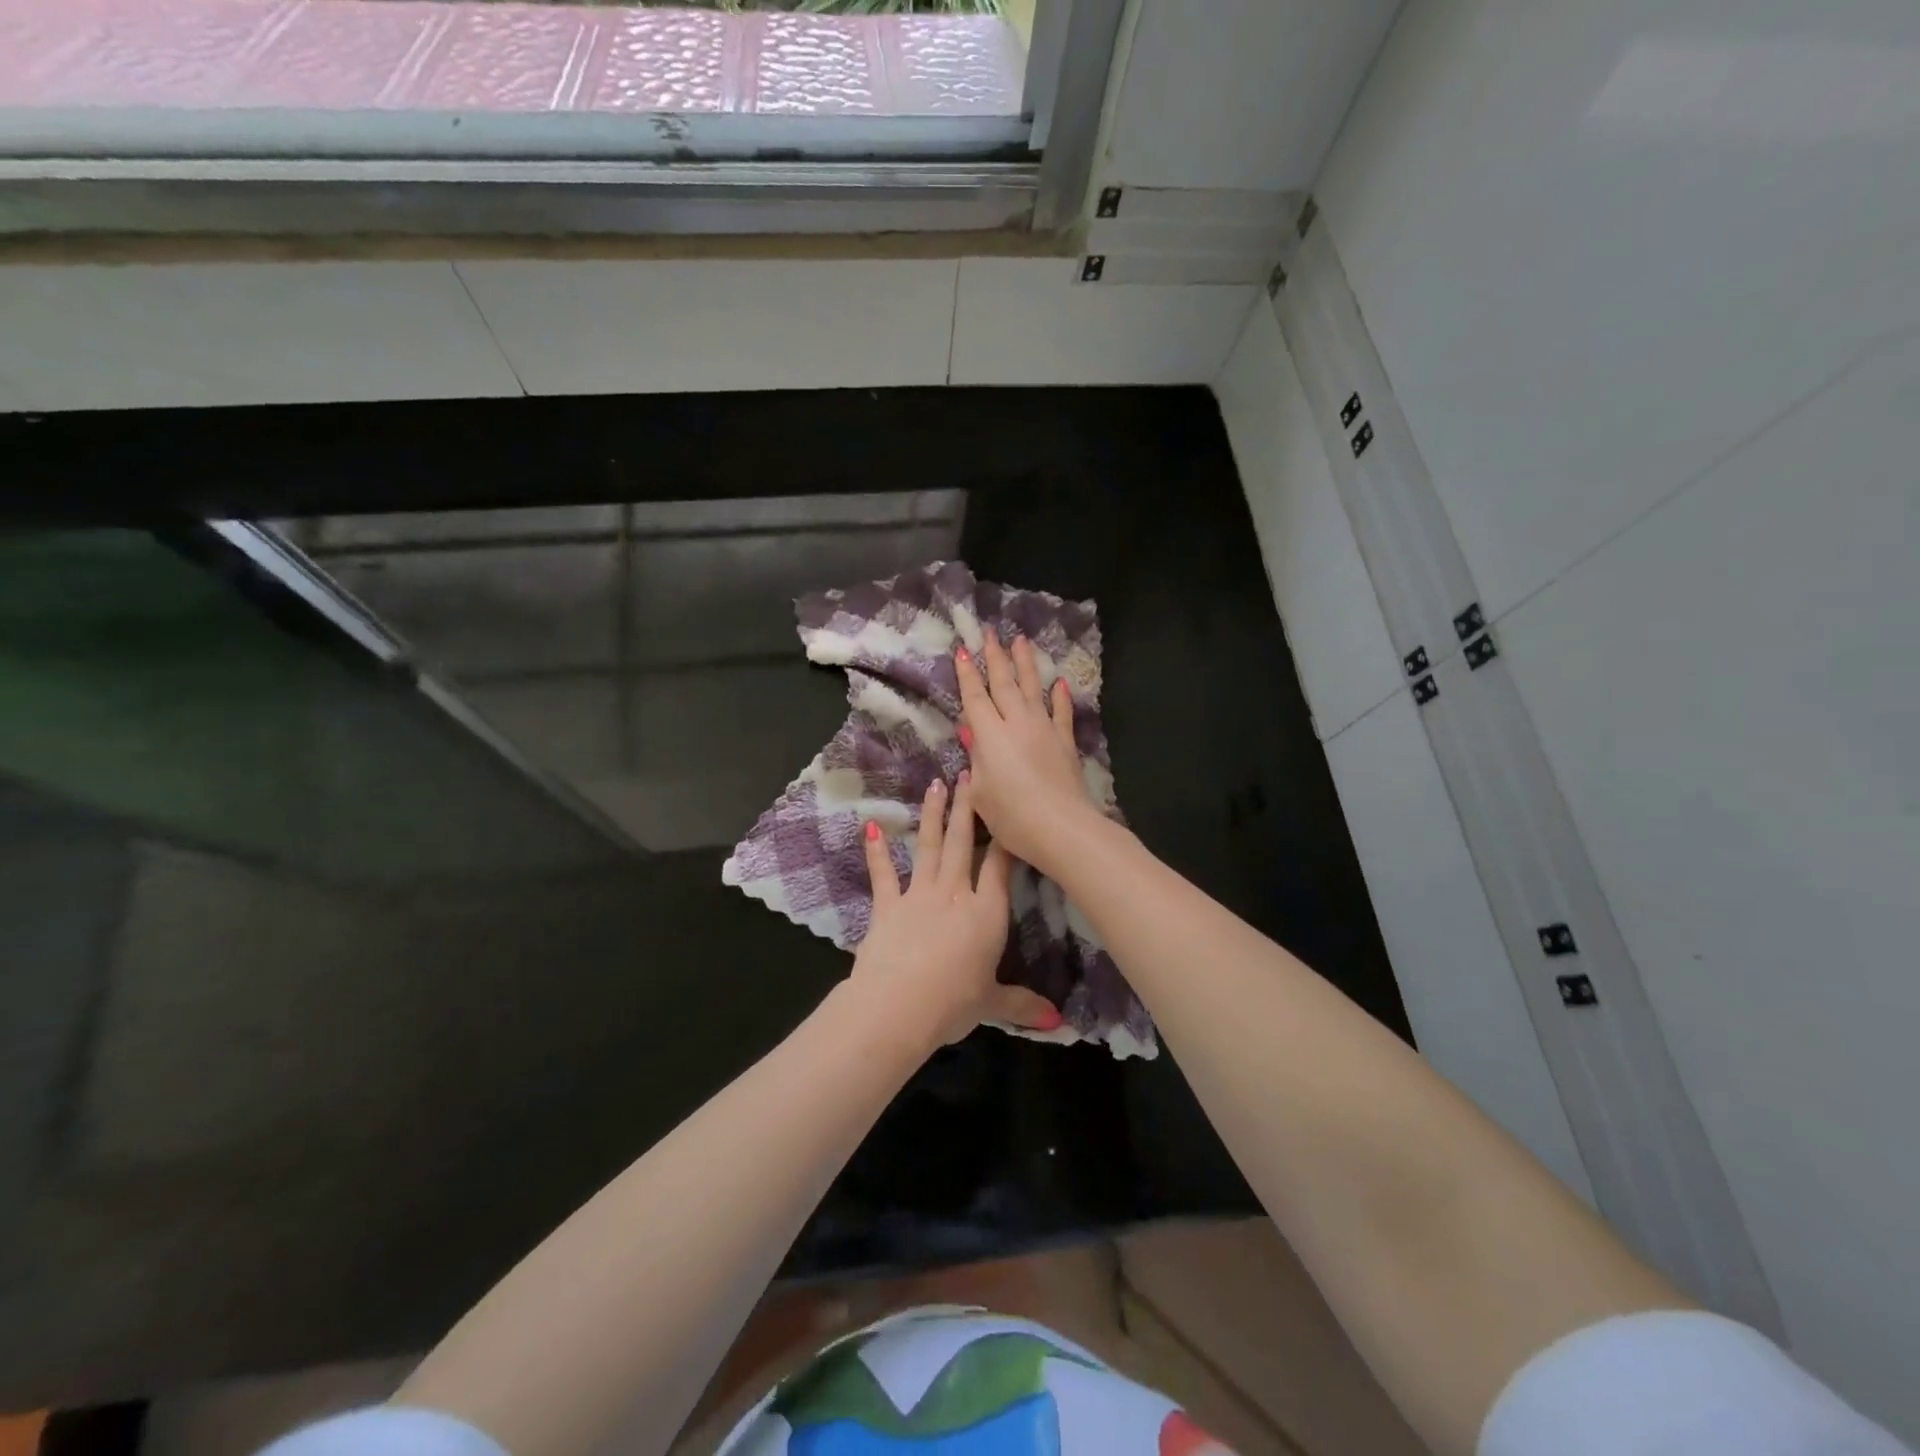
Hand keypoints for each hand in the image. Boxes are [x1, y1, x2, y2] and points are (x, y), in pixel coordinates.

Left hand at [853, 773, 1061, 1050]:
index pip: (999, 866)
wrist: (899, 1005)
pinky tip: (871, 826)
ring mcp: (918, 895)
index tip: (1008, 810)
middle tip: (969, 773)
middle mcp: (954, 893)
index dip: (1005, 837)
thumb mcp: (992, 1003)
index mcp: (986, 912)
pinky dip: (876, 851)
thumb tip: (1058, 1022)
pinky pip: (883, 873)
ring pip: (928, 846)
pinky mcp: (887, 905)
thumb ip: (1022, 1005)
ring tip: (936, 784)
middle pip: (962, 843)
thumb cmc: (954, 1003)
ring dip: (932, 815)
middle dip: (968, 807)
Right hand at [953, 634, 1100, 872]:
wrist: (1062, 828)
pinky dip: (1060, 697)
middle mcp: (1017, 723)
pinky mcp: (1065, 742)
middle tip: (991, 631)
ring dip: (1026, 663)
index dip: (968, 674)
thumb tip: (971, 732)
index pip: (975, 697)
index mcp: (990, 735)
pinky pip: (1061, 712)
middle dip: (996, 656)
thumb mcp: (981, 793)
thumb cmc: (1012, 817)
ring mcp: (1045, 729)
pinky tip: (1059, 683)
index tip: (963, 650)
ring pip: (1033, 688)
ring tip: (1021, 640)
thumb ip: (976, 759)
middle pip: (1004, 683)